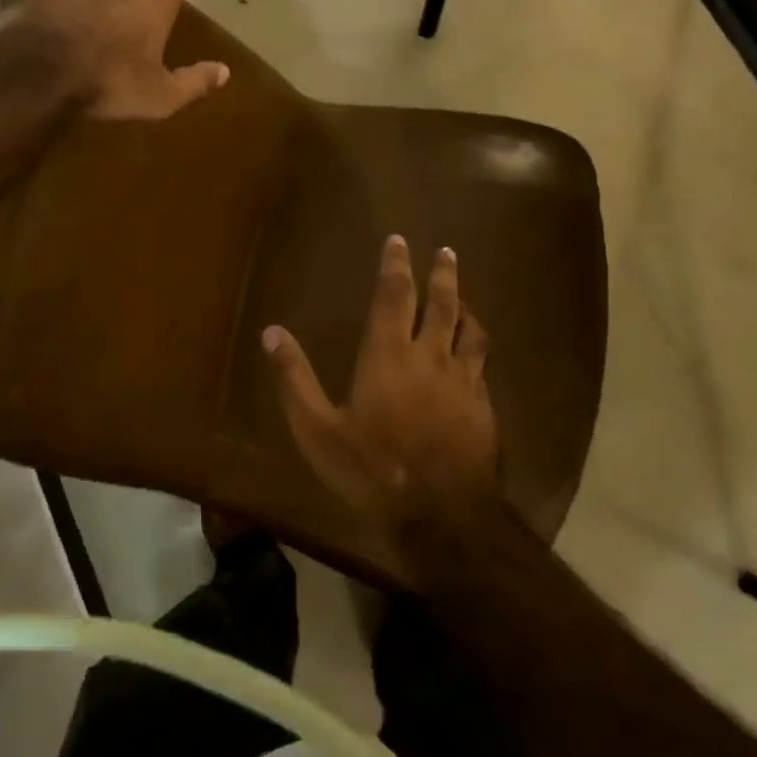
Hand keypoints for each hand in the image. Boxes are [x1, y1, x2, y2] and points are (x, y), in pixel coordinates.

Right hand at [263, 235, 502, 579]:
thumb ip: (294, 379)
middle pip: (441, 303)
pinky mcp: (484, 407)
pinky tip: (474, 357)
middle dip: (442, 273)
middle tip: (447, 251)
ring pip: (471, 330)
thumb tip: (272, 332)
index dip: (395, 265)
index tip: (399, 240)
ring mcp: (463, 381)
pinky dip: (476, 350)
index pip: (394, 295)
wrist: (443, 516)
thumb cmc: (373, 469)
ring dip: (466, 307)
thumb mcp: (318, 430)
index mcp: (388, 354)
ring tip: (465, 297)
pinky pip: (482, 365)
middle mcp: (430, 356)